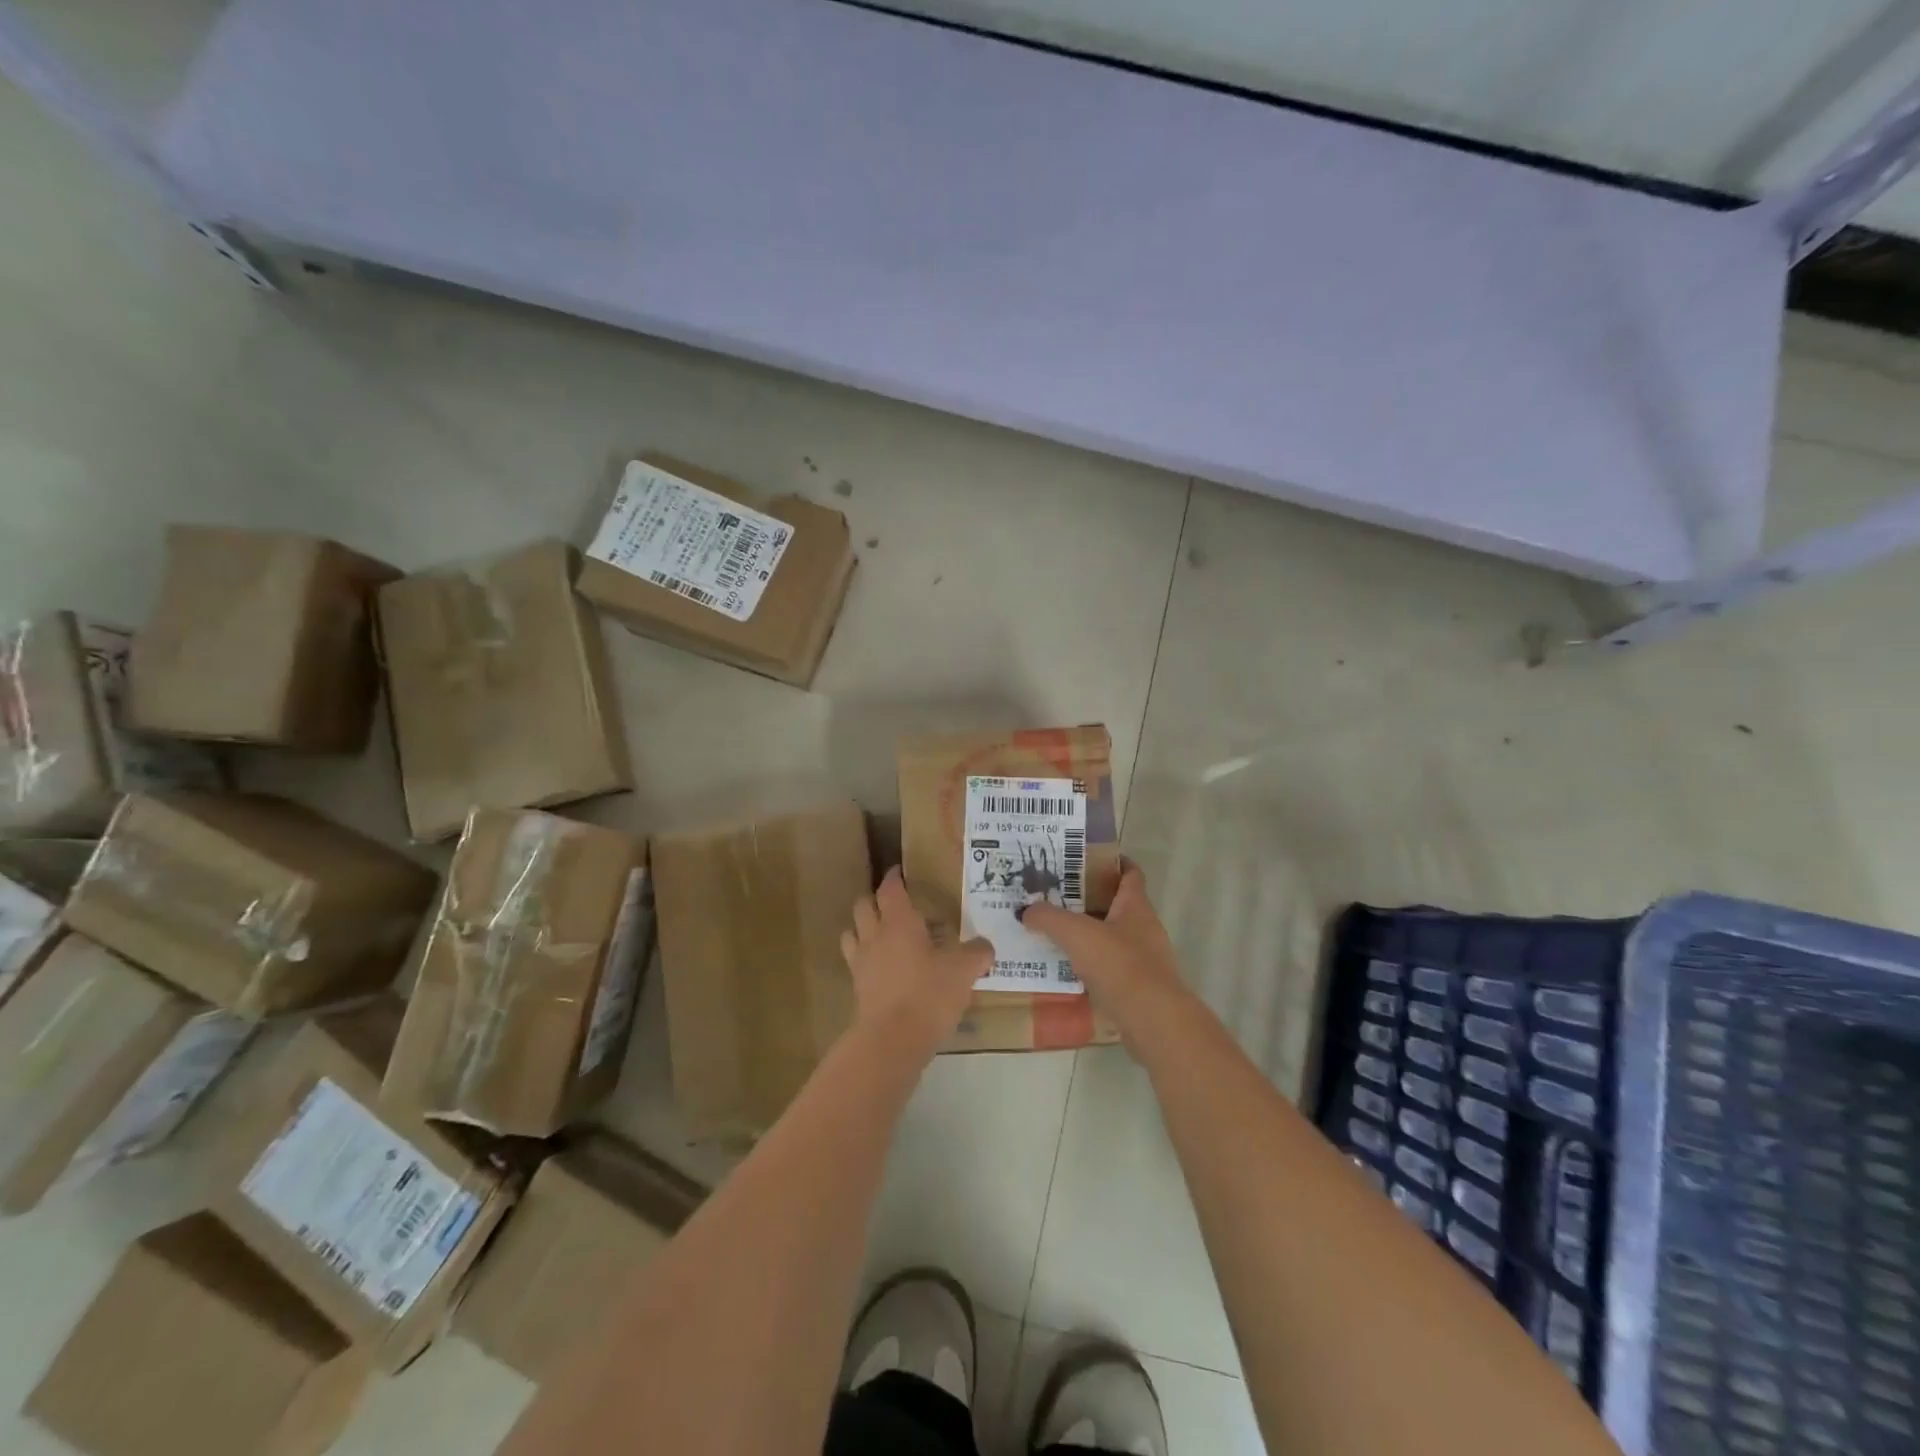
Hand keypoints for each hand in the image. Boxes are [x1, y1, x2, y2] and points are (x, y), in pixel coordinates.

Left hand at [841, 867, 993, 1051]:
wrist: (892, 1041)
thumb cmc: (928, 994)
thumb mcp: (963, 971)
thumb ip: (977, 953)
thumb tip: (986, 946)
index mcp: (898, 921)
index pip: (890, 888)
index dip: (894, 877)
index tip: (900, 871)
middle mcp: (874, 935)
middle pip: (863, 905)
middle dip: (876, 900)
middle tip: (894, 903)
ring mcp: (861, 962)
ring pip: (852, 932)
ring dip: (864, 928)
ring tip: (883, 934)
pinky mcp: (857, 988)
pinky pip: (856, 962)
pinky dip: (866, 958)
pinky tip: (884, 968)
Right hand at [1018, 860, 1185, 1031]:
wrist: (1153, 1020)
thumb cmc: (1120, 965)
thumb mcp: (1077, 934)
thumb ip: (1049, 918)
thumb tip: (1026, 911)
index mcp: (1135, 906)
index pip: (1130, 873)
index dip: (1111, 862)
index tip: (1083, 859)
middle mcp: (1144, 928)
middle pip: (1116, 904)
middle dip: (1088, 899)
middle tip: (1055, 897)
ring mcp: (1145, 959)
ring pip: (1112, 937)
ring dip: (1088, 934)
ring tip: (1054, 933)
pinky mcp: (1139, 987)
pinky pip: (1111, 968)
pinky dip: (1091, 965)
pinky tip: (1066, 970)